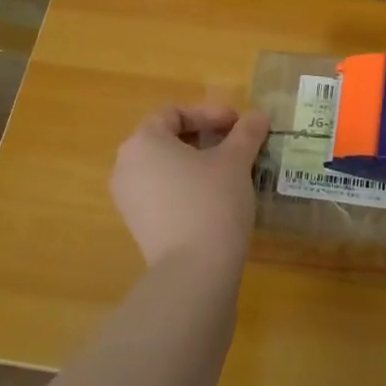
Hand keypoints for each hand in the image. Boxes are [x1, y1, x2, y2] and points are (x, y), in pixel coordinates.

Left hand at [110, 103, 269, 272]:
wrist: (193, 273)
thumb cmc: (211, 202)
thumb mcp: (235, 161)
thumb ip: (246, 133)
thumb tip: (259, 116)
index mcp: (143, 142)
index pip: (174, 113)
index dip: (209, 113)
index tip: (239, 123)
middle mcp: (127, 167)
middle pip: (167, 139)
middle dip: (204, 137)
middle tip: (237, 144)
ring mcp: (129, 200)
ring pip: (166, 168)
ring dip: (198, 164)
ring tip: (232, 171)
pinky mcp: (139, 227)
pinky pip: (164, 194)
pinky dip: (188, 188)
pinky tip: (217, 199)